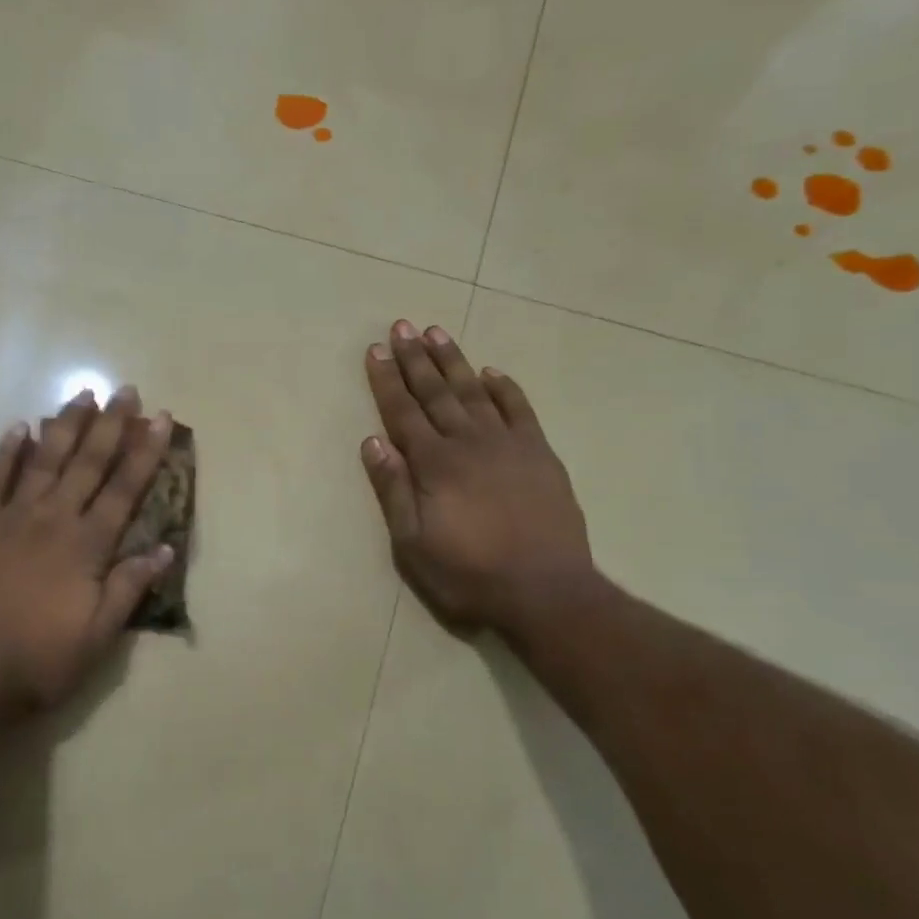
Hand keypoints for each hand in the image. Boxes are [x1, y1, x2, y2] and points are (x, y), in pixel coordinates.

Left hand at [0, 386, 174, 716]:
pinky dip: (7, 451)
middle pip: (88, 463)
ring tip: (82, 395)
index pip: (125, 489)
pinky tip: (18, 426)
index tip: (161, 418)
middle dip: (111, 425)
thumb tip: (166, 549)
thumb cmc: (36, 662)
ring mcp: (11, 518)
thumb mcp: (97, 638)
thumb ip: (129, 589)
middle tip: (126, 390)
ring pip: (45, 460)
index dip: (146, 452)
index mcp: (86, 546)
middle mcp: (53, 520)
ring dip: (66, 425)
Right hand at [360, 320, 597, 636]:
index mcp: (433, 463)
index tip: (375, 350)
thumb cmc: (468, 573)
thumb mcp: (413, 543)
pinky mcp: (540, 454)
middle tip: (401, 326)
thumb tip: (372, 441)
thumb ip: (392, 489)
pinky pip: (520, 410)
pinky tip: (492, 372)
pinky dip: (505, 388)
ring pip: (474, 391)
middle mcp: (468, 442)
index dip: (386, 380)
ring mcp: (508, 445)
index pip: (402, 411)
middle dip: (415, 358)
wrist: (546, 592)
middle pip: (436, 392)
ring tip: (437, 333)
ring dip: (454, 361)